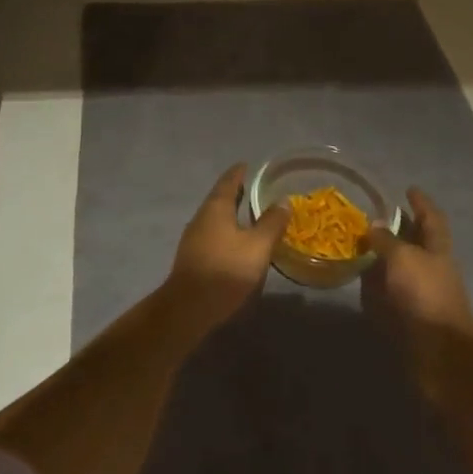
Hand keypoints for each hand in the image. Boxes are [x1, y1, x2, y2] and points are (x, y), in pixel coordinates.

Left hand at [166, 164, 288, 327]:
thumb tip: (283, 201)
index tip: (249, 165)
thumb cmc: (225, 270)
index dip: (240, 172)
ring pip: (216, 217)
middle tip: (256, 188)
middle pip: (220, 198)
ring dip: (232, 213)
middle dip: (237, 192)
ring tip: (251, 214)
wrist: (188, 308)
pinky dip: (227, 230)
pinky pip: (213, 234)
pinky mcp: (193, 257)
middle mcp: (202, 217)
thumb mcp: (257, 246)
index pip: (229, 181)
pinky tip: (238, 241)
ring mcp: (194, 238)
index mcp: (216, 208)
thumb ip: (271, 223)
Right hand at [362, 188, 472, 394]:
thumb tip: (373, 224)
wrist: (440, 354)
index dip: (421, 203)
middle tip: (375, 216)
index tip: (409, 189)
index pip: (432, 218)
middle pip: (417, 243)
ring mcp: (422, 294)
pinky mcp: (409, 318)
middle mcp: (432, 268)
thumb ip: (387, 240)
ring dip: (385, 258)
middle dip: (400, 229)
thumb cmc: (425, 295)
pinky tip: (361, 281)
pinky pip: (390, 294)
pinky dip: (377, 286)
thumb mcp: (403, 259)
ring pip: (402, 269)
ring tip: (361, 246)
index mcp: (438, 249)